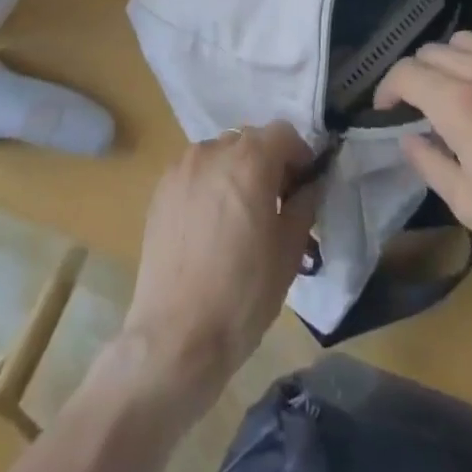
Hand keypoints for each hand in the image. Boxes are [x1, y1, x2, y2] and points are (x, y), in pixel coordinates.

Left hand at [119, 122, 319, 405]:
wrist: (176, 337)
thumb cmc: (243, 293)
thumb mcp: (289, 250)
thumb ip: (305, 203)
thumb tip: (311, 184)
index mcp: (250, 159)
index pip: (284, 133)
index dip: (300, 157)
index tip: (304, 188)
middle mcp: (214, 151)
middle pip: (250, 141)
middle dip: (268, 163)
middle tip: (276, 204)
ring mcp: (182, 168)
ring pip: (221, 155)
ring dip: (237, 172)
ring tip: (239, 216)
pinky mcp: (160, 190)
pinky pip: (195, 173)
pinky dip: (210, 186)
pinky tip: (210, 227)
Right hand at [375, 35, 471, 309]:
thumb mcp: (468, 204)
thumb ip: (428, 162)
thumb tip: (408, 137)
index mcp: (461, 104)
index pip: (407, 73)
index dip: (387, 89)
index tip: (386, 110)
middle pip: (432, 52)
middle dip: (416, 76)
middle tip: (418, 107)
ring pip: (464, 41)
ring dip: (447, 61)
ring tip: (452, 90)